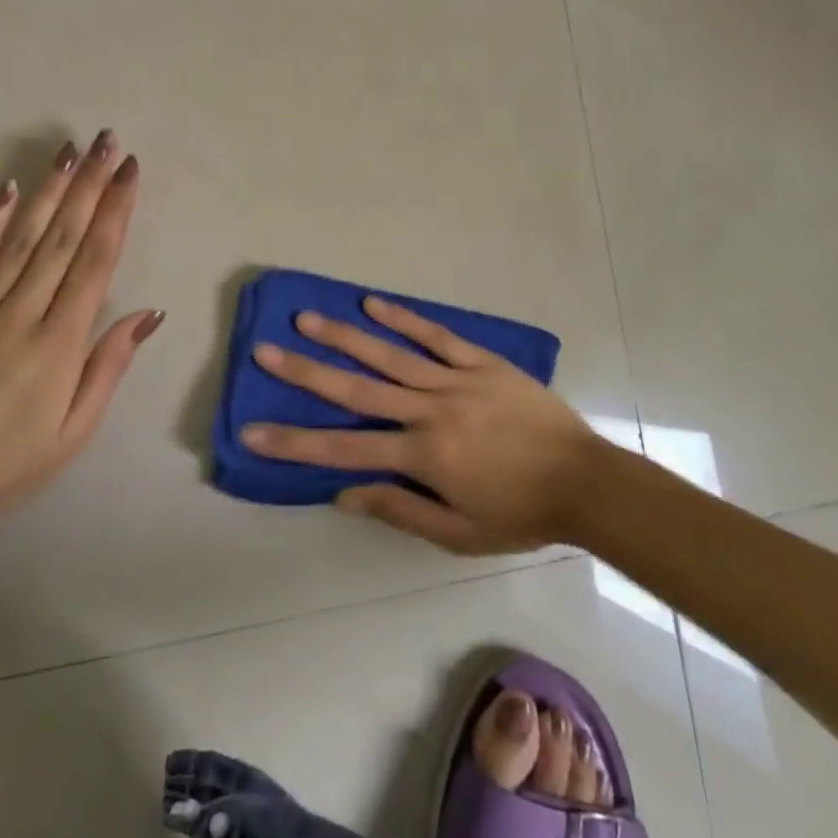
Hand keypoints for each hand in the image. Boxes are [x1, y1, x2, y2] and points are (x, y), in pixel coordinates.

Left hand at [0, 130, 162, 533]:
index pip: (95, 262)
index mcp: (60, 343)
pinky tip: (9, 189)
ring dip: (50, 191)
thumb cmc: (13, 463)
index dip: (115, 212)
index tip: (130, 173)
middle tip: (109, 143)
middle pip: (62, 238)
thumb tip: (147, 312)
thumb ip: (110, 364)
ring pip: (21, 239)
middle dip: (90, 185)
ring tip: (71, 152)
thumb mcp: (77, 427)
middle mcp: (22, 315)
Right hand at [241, 297, 614, 553]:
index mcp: (422, 456)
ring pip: (390, 355)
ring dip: (345, 336)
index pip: (344, 450)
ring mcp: (456, 380)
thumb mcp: (458, 534)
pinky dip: (404, 319)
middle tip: (265, 351)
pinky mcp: (481, 362)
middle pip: (357, 390)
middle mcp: (430, 411)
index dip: (294, 443)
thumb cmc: (519, 515)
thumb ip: (400, 510)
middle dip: (306, 373)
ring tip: (307, 318)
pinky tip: (373, 302)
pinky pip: (437, 336)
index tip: (252, 431)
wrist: (584, 482)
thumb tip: (344, 492)